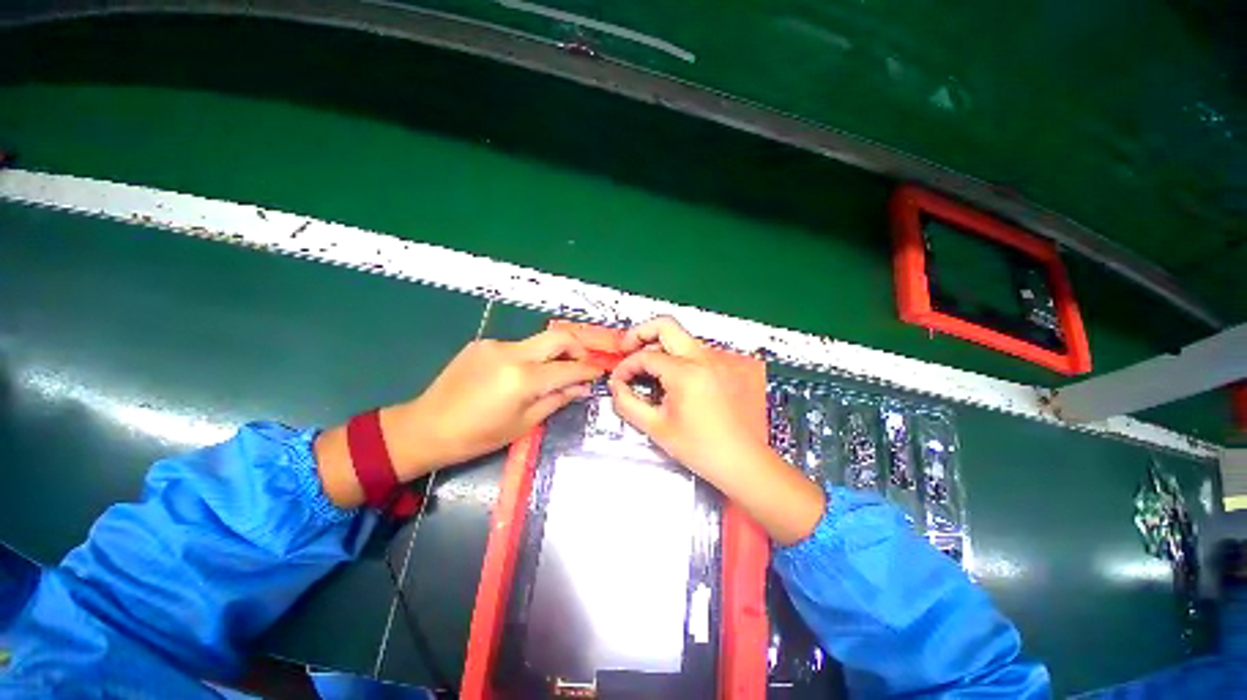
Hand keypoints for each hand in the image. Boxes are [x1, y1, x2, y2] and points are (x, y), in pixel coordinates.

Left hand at [316, 329, 603, 507]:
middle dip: (578, 347)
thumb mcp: (524, 424)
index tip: (599, 372)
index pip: (569, 368)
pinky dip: (530, 357)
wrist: (425, 427)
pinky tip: (521, 374)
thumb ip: (557, 399)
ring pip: (538, 340)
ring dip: (552, 354)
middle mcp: (512, 353)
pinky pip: (517, 346)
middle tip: (582, 364)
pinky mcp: (482, 343)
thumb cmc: (477, 436)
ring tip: (551, 374)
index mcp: (523, 379)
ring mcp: (495, 344)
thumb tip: (582, 387)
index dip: (588, 370)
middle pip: (558, 336)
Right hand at [609, 317, 824, 544]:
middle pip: (665, 325)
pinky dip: (672, 353)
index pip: (646, 356)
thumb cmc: (699, 448)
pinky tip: (663, 373)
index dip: (626, 366)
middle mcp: (701, 358)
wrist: (741, 460)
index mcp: (685, 372)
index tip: (618, 381)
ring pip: (679, 335)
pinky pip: (690, 350)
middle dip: (639, 333)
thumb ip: (628, 403)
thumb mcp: (655, 427)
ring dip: (656, 342)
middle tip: (625, 349)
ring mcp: (713, 361)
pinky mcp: (719, 368)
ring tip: (642, 364)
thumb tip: (617, 386)